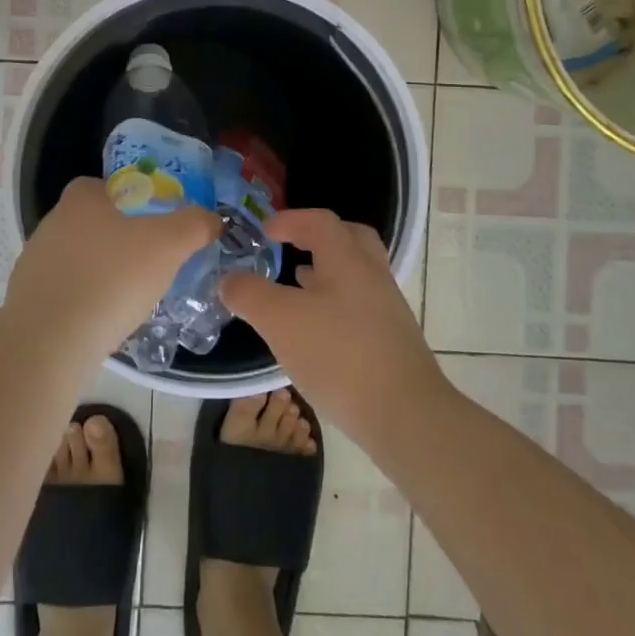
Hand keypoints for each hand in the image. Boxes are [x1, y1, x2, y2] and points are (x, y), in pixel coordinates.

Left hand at [3, 177, 220, 363]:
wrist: (49, 342)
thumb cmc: (111, 279)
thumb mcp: (168, 245)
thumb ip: (193, 225)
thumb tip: (212, 219)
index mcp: (81, 199)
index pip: (107, 186)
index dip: (133, 201)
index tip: (153, 226)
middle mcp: (52, 222)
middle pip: (93, 222)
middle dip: (119, 240)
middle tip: (149, 263)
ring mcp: (34, 261)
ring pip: (78, 259)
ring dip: (100, 273)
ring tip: (128, 299)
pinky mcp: (26, 299)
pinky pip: (64, 292)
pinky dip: (83, 301)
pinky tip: (101, 322)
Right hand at [220, 209, 448, 447]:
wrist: (406, 416)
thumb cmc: (340, 355)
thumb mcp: (280, 321)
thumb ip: (250, 294)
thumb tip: (228, 279)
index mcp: (348, 259)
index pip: (320, 221)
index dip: (290, 220)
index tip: (265, 230)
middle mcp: (372, 275)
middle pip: (350, 239)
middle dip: (319, 238)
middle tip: (292, 247)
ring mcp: (387, 309)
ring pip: (356, 275)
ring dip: (327, 273)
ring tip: (298, 288)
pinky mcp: (392, 341)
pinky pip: (360, 306)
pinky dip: (336, 305)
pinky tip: (317, 332)